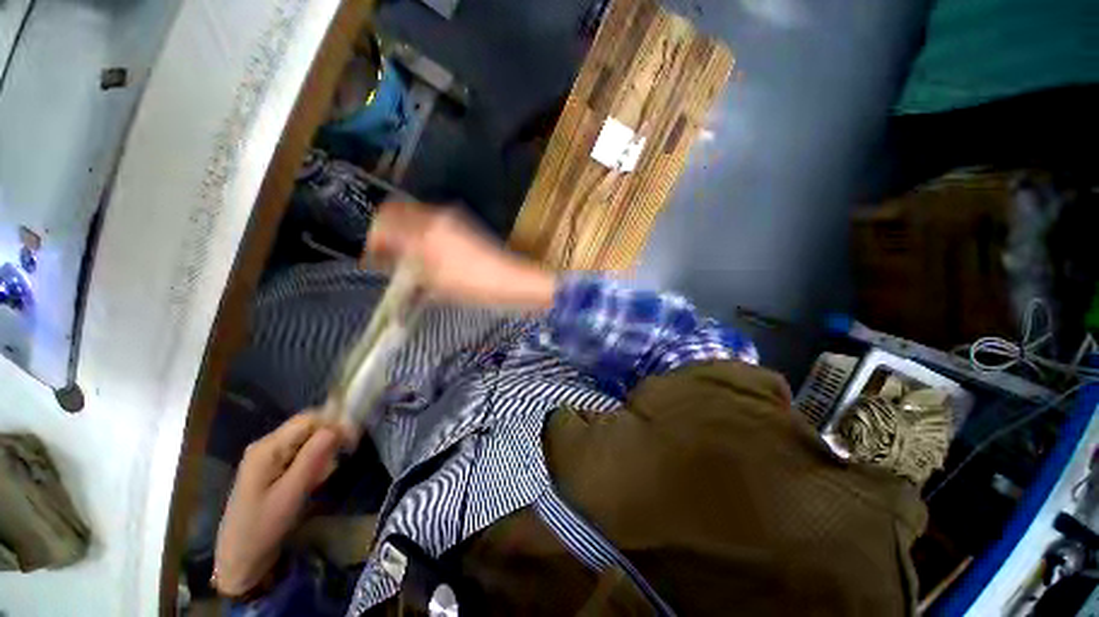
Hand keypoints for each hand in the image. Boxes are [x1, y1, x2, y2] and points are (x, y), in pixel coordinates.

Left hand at [213, 413, 341, 595]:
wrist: (240, 558)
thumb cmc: (264, 526)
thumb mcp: (292, 492)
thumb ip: (313, 456)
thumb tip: (339, 426)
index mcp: (267, 447)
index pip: (309, 419)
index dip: (334, 423)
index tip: (353, 441)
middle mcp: (267, 445)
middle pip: (309, 427)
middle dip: (329, 440)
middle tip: (339, 461)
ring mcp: (269, 456)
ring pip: (308, 440)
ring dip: (322, 454)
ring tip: (321, 478)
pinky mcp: (273, 467)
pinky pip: (302, 453)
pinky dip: (314, 463)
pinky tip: (313, 481)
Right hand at [364, 202, 556, 309]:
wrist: (510, 279)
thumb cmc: (473, 285)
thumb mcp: (435, 285)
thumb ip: (409, 271)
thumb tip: (393, 265)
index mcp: (424, 232)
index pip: (383, 224)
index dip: (373, 241)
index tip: (373, 258)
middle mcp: (435, 216)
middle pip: (396, 212)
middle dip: (386, 231)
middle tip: (387, 255)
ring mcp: (451, 217)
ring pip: (415, 215)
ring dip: (404, 231)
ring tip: (407, 256)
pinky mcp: (464, 223)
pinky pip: (432, 221)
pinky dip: (422, 232)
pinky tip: (427, 252)